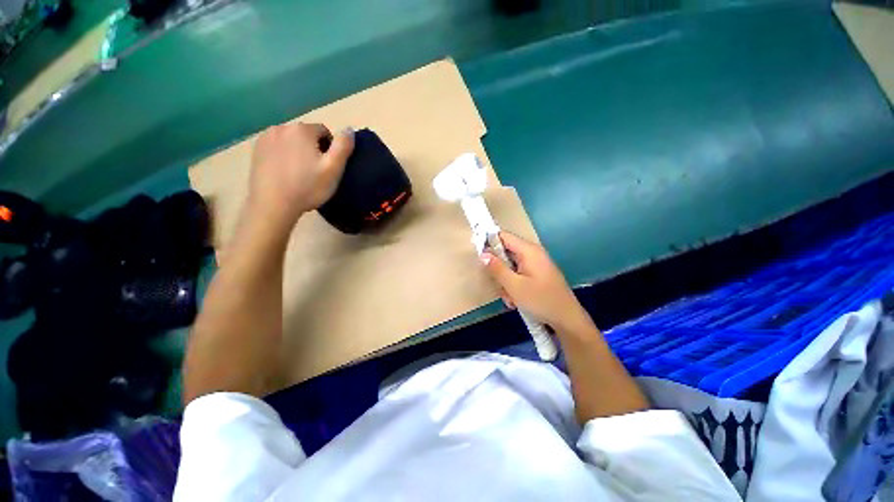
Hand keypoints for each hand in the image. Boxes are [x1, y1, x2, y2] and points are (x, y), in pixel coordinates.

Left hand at [247, 122, 353, 230]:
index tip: (328, 166)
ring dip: (298, 150)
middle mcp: (282, 127)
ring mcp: (265, 138)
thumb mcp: (333, 169)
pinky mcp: (256, 150)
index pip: (323, 131)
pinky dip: (283, 155)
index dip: (330, 148)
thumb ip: (343, 147)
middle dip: (313, 148)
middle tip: (316, 171)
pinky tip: (285, 172)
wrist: (273, 204)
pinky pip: (276, 146)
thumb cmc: (308, 187)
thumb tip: (349, 129)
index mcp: (302, 130)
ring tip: (300, 172)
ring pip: (290, 140)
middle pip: (306, 134)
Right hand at [482, 232, 590, 332]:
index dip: (489, 241)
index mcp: (529, 251)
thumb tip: (483, 254)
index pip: (503, 236)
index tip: (479, 255)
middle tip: (498, 285)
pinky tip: (516, 300)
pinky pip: (518, 275)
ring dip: (505, 282)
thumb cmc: (541, 301)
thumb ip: (497, 268)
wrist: (567, 320)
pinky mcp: (537, 275)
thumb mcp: (514, 286)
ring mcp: (535, 265)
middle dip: (499, 270)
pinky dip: (514, 286)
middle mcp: (532, 254)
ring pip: (510, 267)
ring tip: (510, 298)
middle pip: (505, 253)